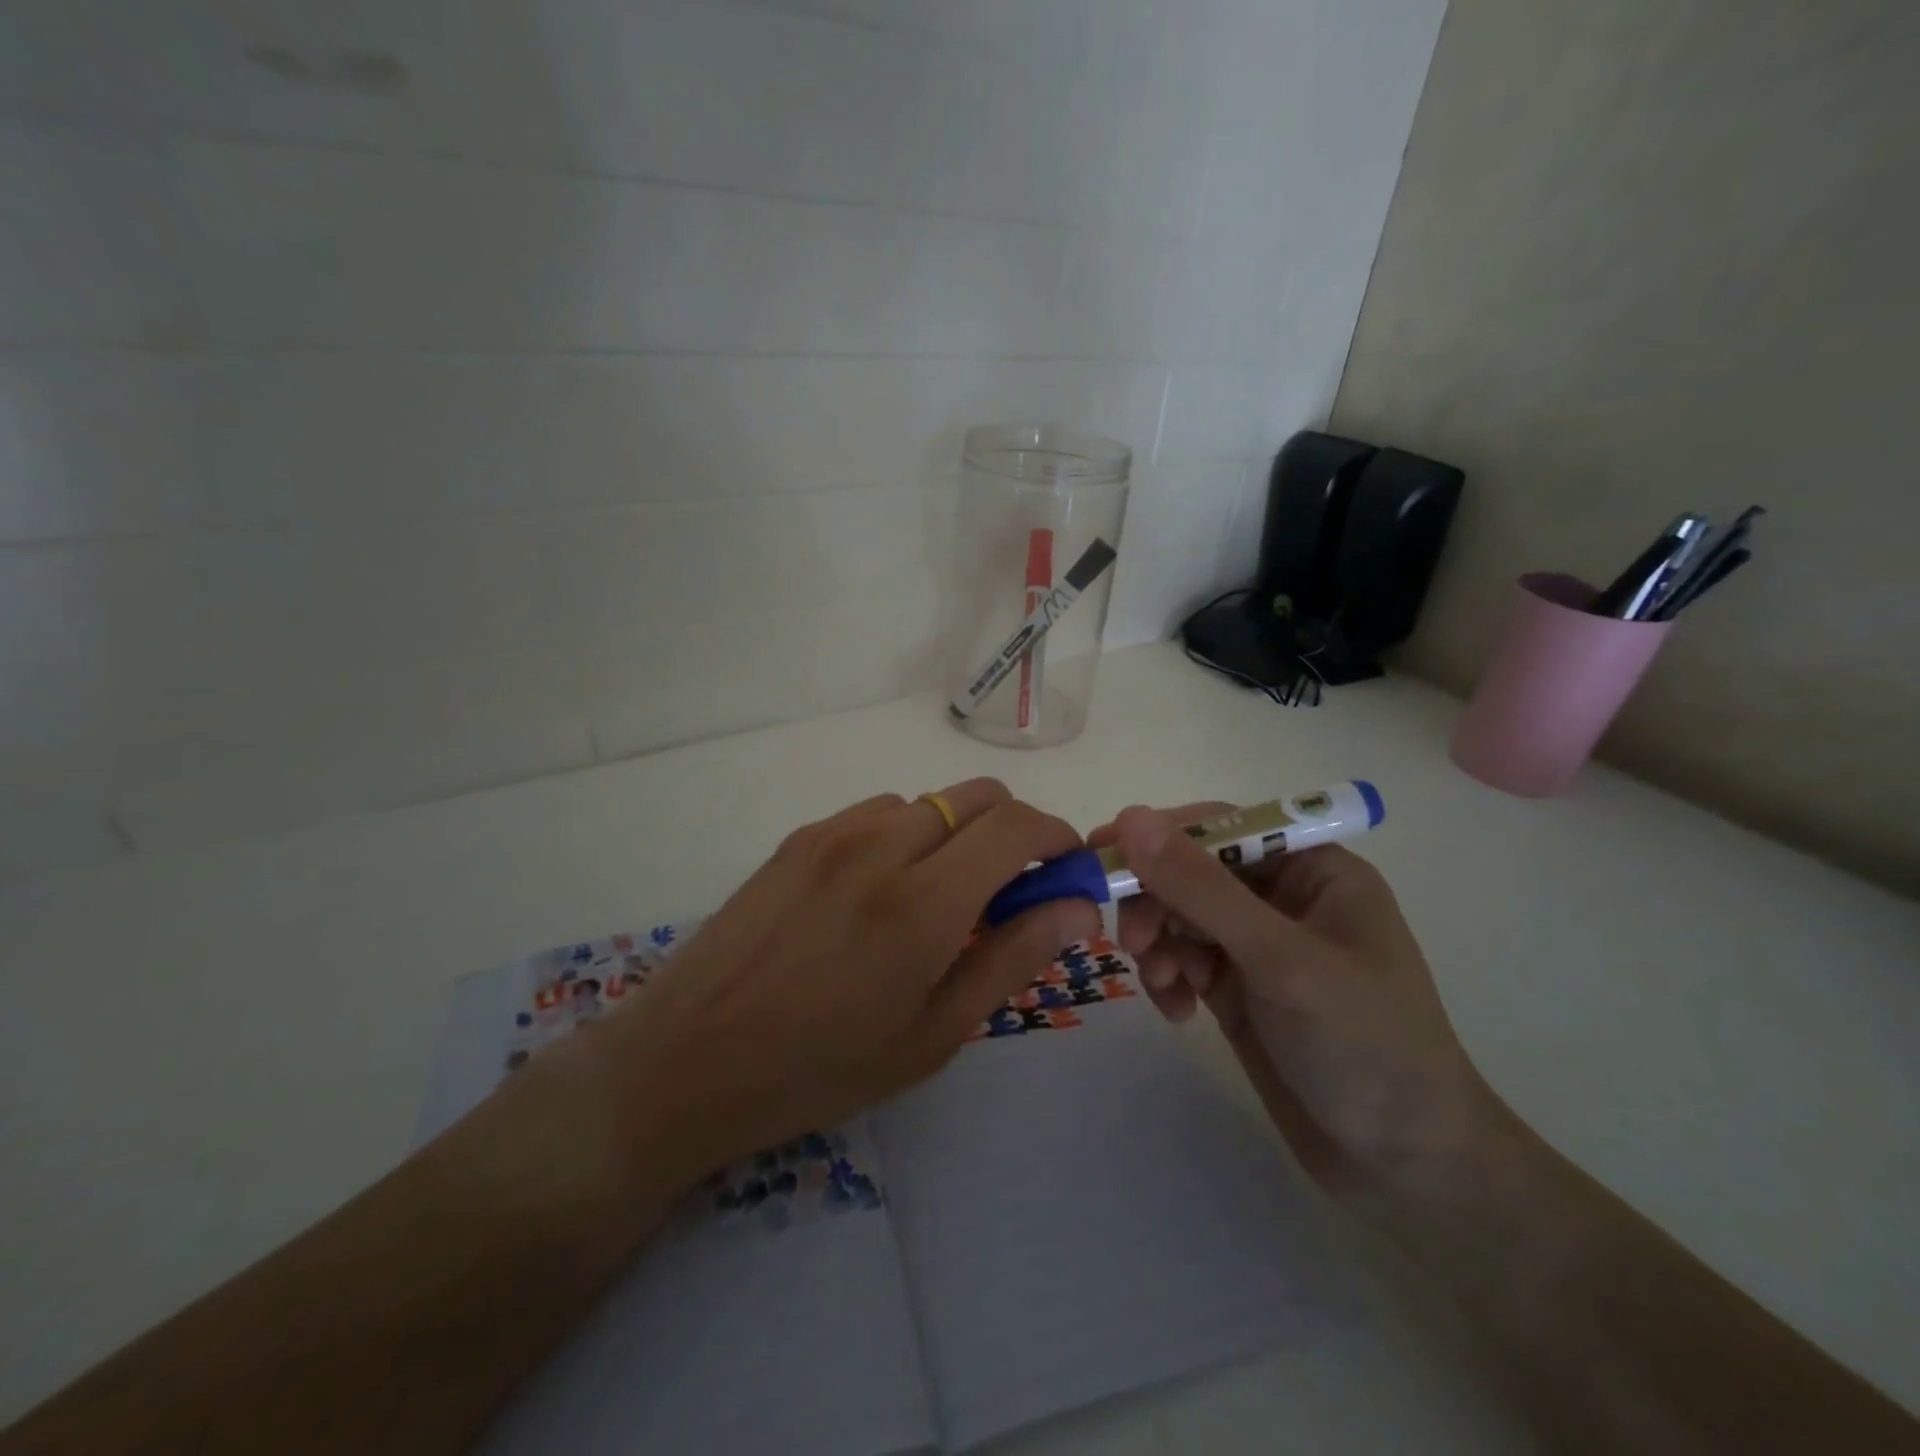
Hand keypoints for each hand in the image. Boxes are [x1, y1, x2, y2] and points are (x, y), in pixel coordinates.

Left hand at [588, 780, 1098, 1188]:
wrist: (685, 1060)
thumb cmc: (819, 1069)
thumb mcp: (932, 1034)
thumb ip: (1011, 958)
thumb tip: (1076, 907)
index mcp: (923, 903)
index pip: (1018, 827)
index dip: (1057, 838)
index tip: (1066, 870)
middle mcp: (881, 845)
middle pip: (980, 796)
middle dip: (1014, 830)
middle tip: (1011, 891)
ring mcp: (834, 833)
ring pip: (929, 802)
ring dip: (957, 835)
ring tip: (938, 900)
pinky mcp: (799, 837)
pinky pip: (878, 813)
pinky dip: (907, 835)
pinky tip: (880, 892)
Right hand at [1092, 804, 1501, 1199]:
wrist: (1405, 1166)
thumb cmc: (1362, 1044)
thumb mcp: (1279, 959)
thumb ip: (1201, 888)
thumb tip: (1131, 819)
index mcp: (1312, 869)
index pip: (1221, 827)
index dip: (1160, 836)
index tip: (1103, 855)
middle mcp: (1282, 897)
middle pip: (1191, 871)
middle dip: (1156, 901)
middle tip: (1130, 941)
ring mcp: (1258, 945)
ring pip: (1179, 915)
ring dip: (1157, 942)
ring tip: (1159, 983)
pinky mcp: (1239, 988)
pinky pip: (1182, 959)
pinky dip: (1168, 976)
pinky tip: (1176, 1011)